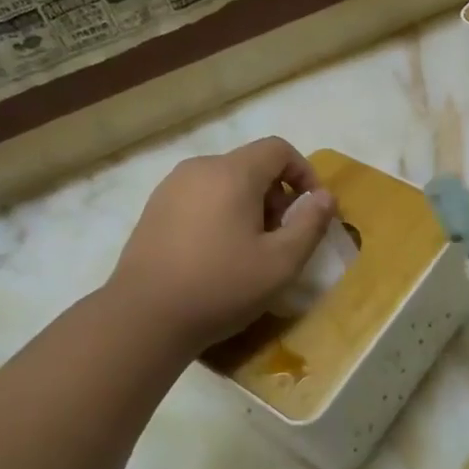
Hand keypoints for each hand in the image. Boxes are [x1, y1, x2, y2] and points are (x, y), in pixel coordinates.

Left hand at [106, 137, 334, 357]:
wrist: (143, 318)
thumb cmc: (221, 286)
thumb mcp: (281, 262)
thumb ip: (310, 224)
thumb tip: (325, 197)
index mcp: (232, 173)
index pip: (278, 149)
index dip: (304, 172)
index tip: (312, 209)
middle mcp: (199, 169)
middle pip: (251, 165)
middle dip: (276, 194)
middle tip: (282, 237)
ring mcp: (170, 188)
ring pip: (224, 182)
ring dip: (248, 205)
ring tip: (250, 248)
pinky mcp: (153, 210)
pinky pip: (200, 198)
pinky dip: (219, 213)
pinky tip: (216, 254)